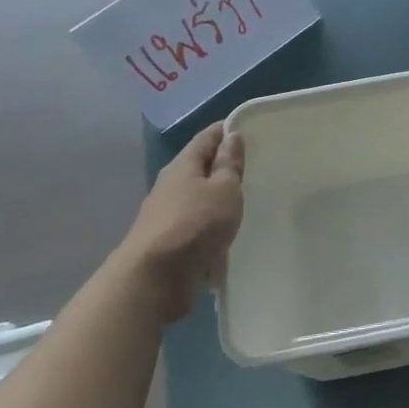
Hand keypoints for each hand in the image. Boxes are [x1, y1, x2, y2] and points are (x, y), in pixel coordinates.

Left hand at [118, 122, 245, 319]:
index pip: (207, 137)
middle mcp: (170, 185)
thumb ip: (229, 164)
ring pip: (197, 197)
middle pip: (199, 166)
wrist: (154, 278)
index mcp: (183, 165)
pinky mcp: (169, 242)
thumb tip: (232, 136)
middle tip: (254, 165)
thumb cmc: (195, 224)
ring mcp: (166, 215)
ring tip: (244, 200)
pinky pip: (195, 224)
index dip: (226, 130)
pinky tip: (226, 232)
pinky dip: (210, 223)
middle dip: (223, 164)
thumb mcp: (224, 189)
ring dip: (217, 197)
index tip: (249, 129)